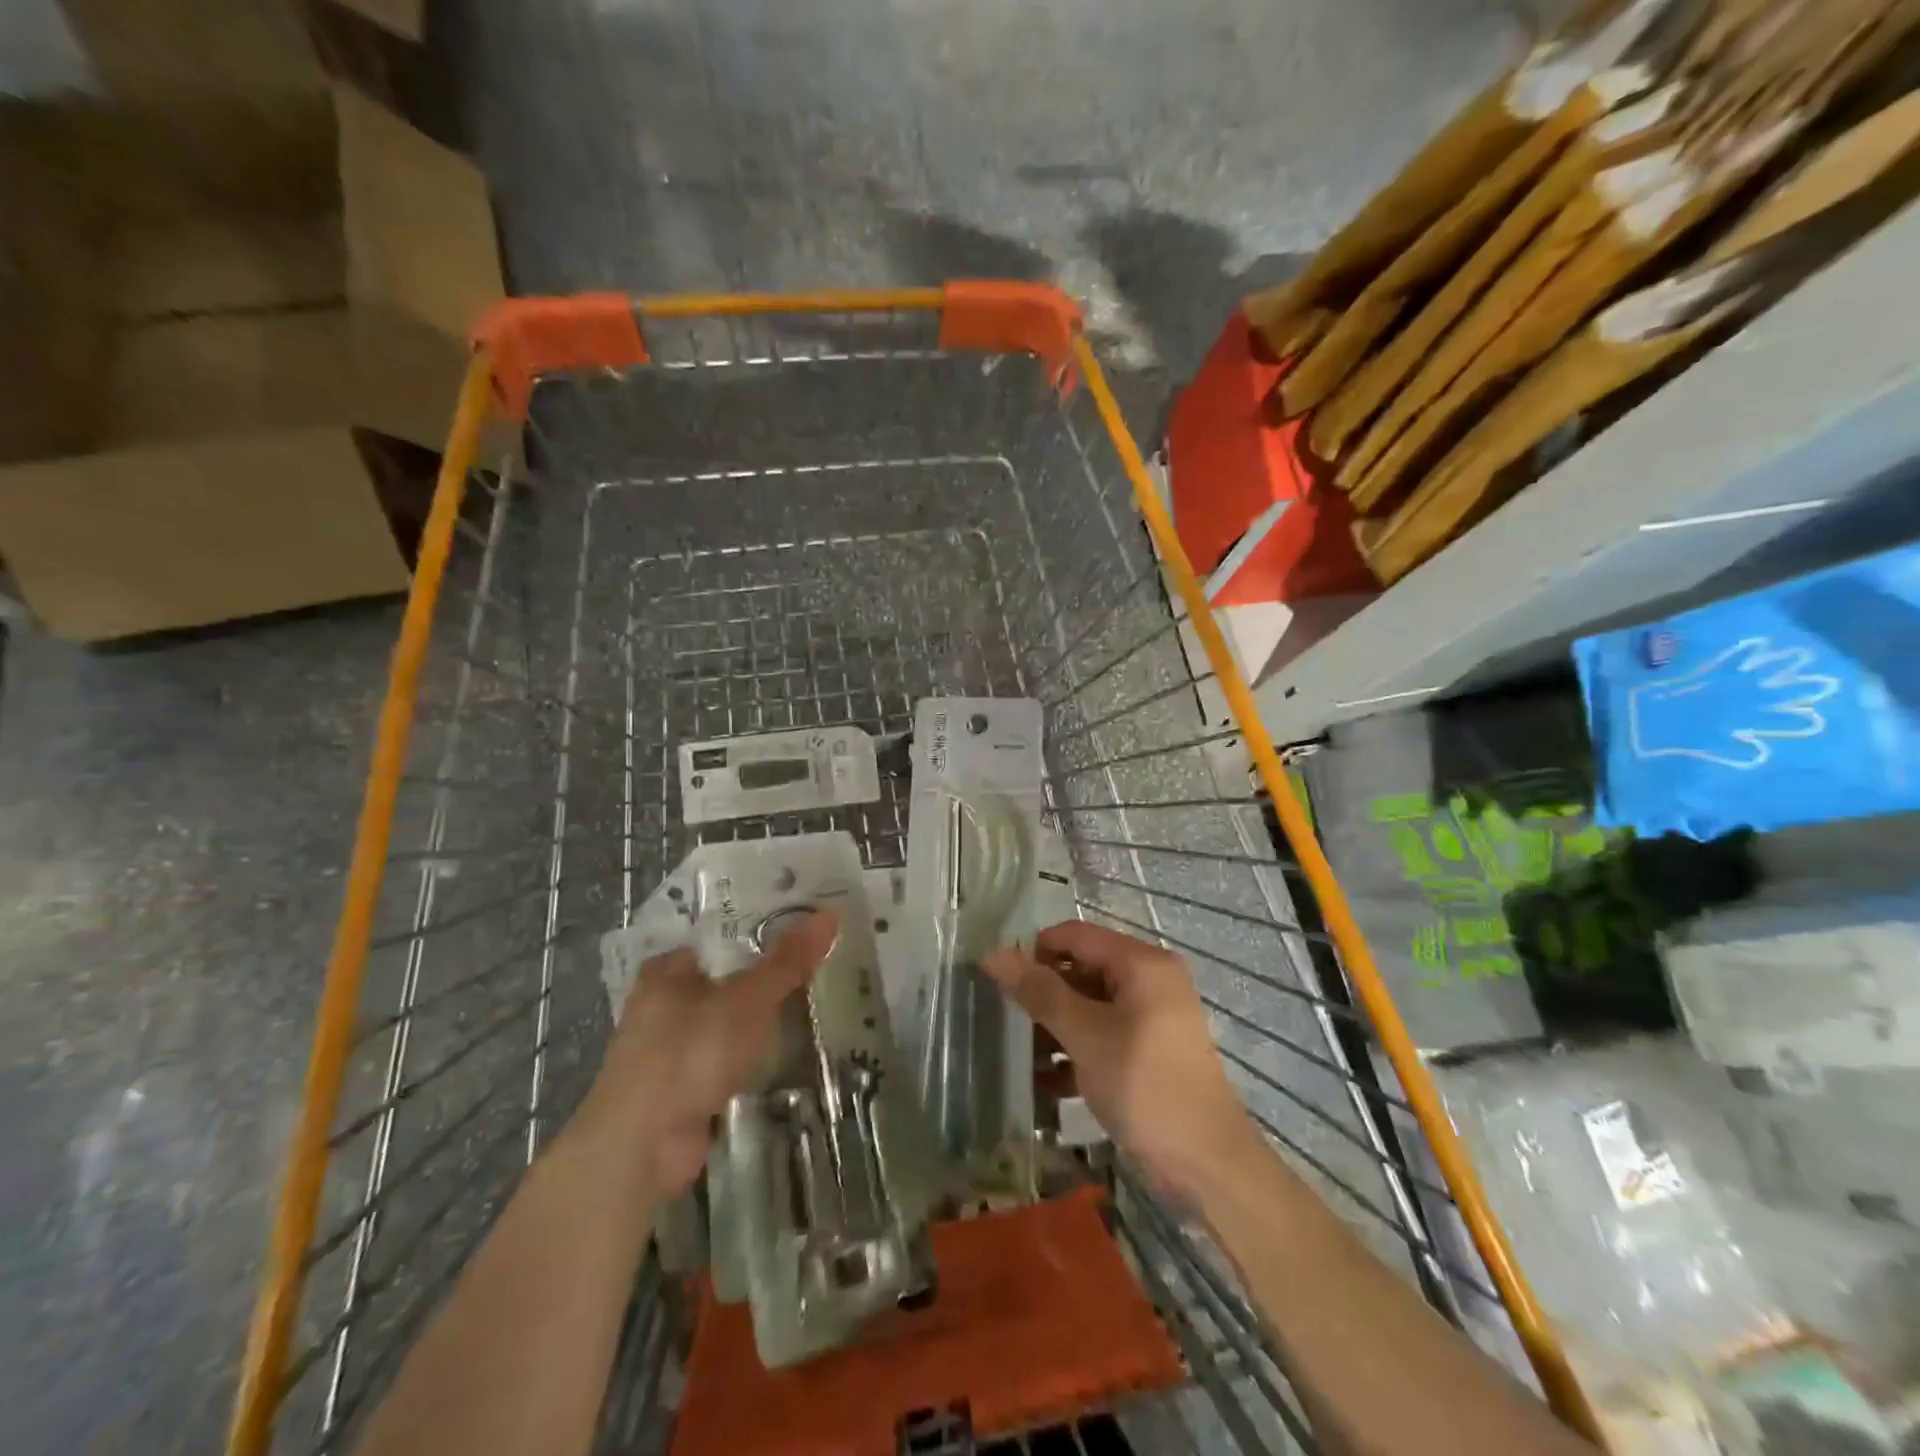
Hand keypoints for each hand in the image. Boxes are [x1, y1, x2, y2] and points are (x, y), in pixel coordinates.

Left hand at [574, 909, 835, 1197]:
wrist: (642, 1148)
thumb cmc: (689, 1053)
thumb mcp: (747, 999)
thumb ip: (788, 960)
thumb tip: (829, 914)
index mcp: (668, 970)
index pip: (722, 937)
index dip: (764, 931)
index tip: (807, 930)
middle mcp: (663, 1005)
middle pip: (728, 980)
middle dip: (769, 978)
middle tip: (822, 965)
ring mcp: (672, 1051)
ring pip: (729, 1023)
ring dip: (762, 1022)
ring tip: (816, 1004)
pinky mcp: (683, 1090)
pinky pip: (728, 1060)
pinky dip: (753, 1058)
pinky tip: (788, 1053)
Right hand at [984, 921, 1258, 1203]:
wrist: (1207, 1164)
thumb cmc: (1144, 1085)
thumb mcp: (1085, 1035)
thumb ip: (1040, 992)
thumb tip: (994, 954)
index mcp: (1141, 963)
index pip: (1074, 935)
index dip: (1034, 951)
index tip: (999, 981)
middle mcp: (1150, 979)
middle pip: (1082, 968)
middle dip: (1044, 993)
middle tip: (1008, 1021)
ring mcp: (1152, 1016)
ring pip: (1090, 1004)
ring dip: (1055, 1027)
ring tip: (1022, 1056)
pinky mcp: (1150, 1049)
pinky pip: (1104, 1033)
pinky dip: (1077, 1049)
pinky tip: (1047, 1082)